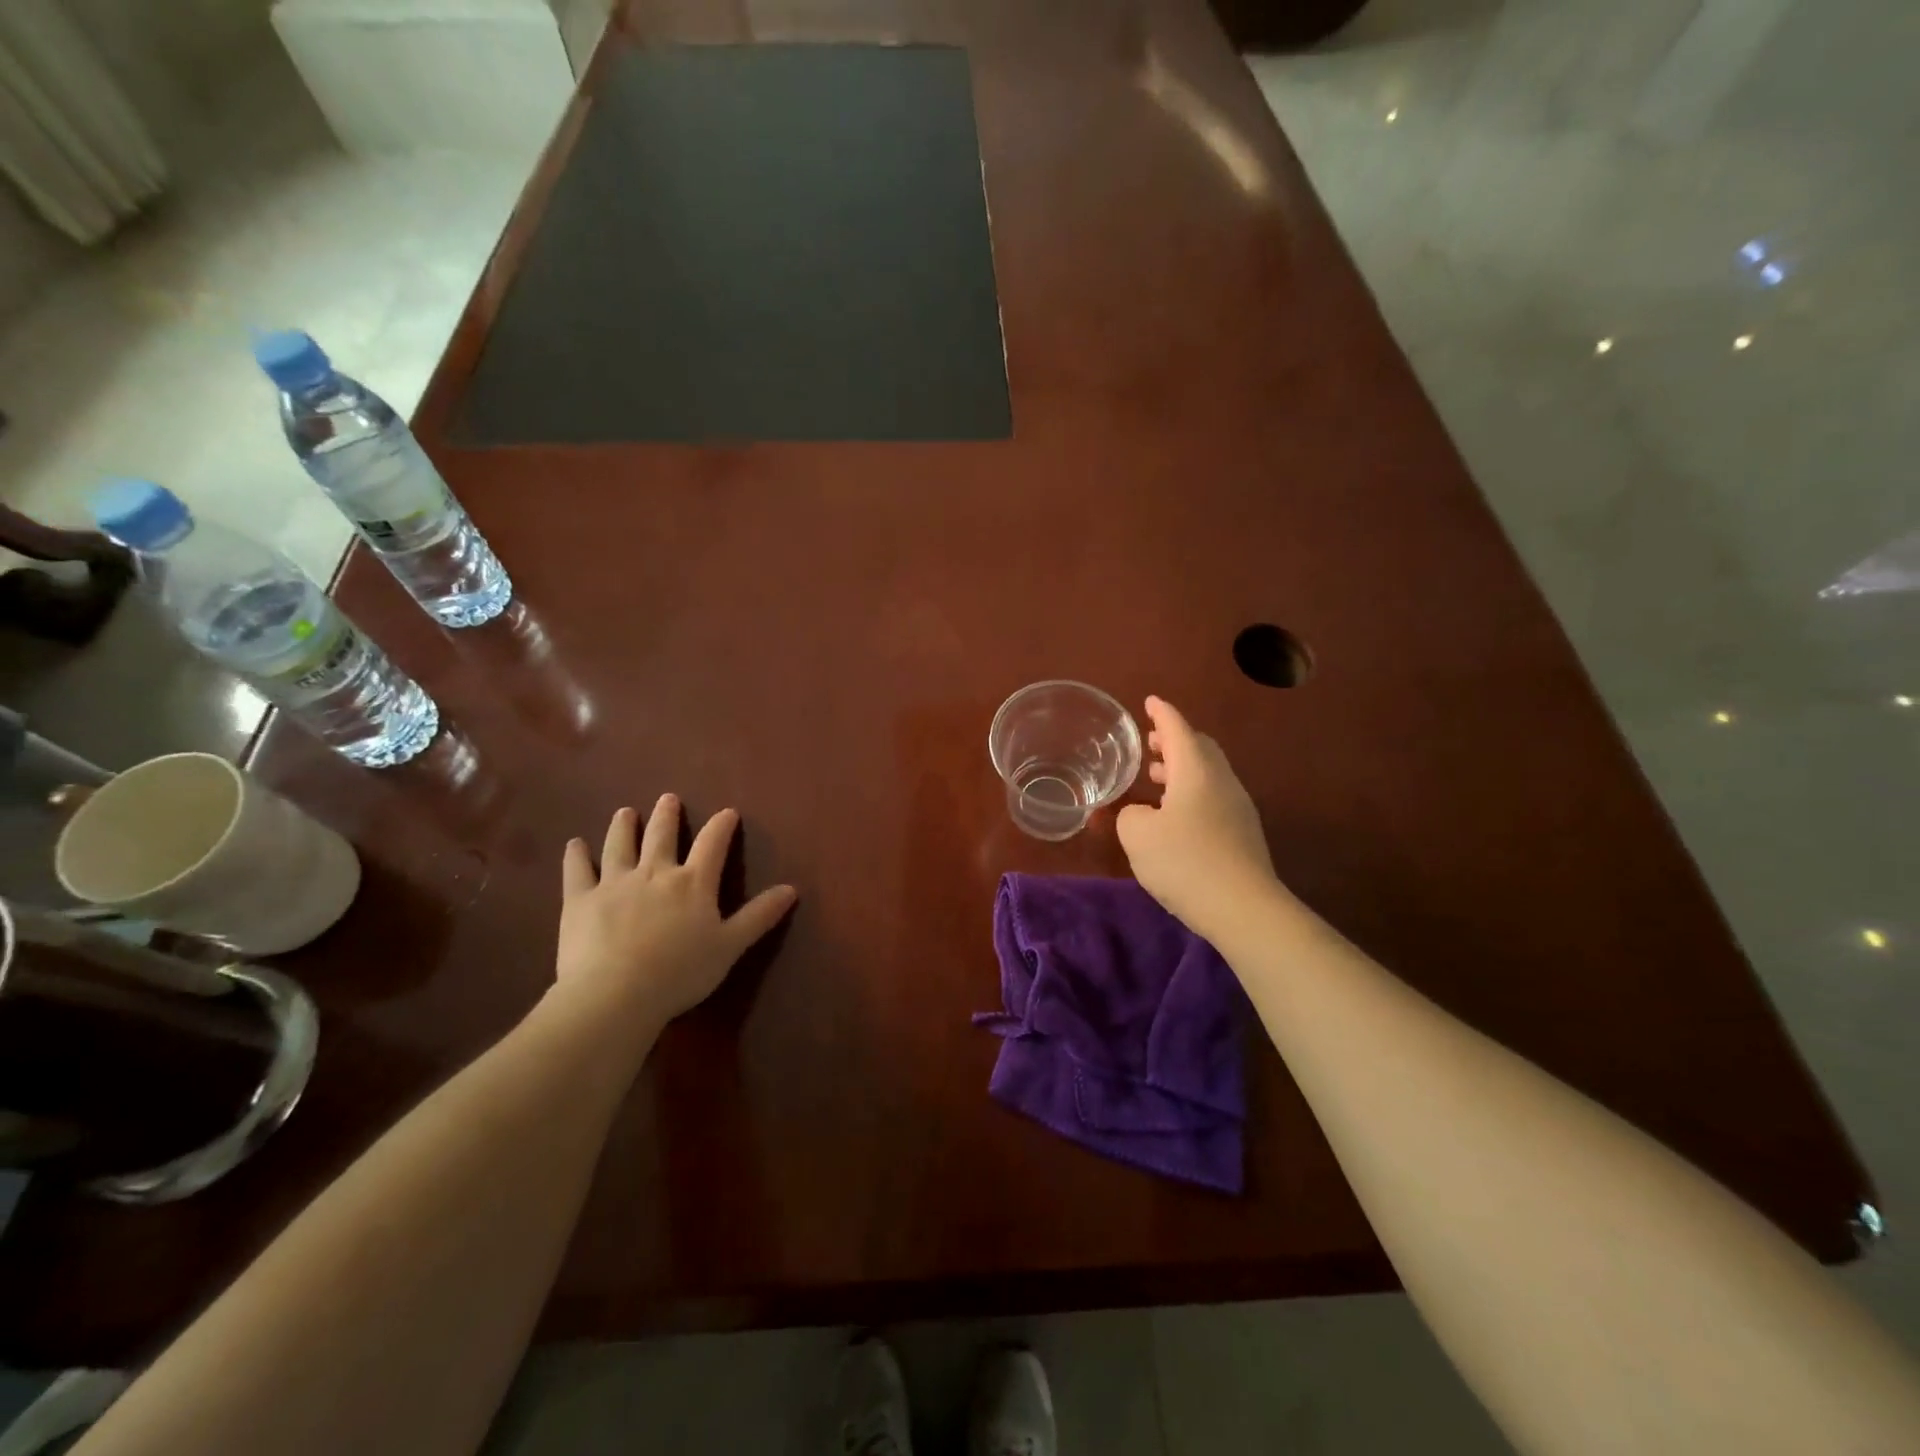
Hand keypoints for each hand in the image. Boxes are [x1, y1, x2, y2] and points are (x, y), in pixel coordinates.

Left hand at [553, 794, 797, 1028]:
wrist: (615, 994)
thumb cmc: (680, 972)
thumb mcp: (729, 946)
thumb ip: (759, 916)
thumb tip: (791, 889)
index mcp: (693, 883)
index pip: (712, 844)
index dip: (721, 826)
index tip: (728, 812)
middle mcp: (655, 873)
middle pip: (662, 836)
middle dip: (667, 815)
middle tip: (668, 798)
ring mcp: (615, 883)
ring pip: (620, 845)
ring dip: (624, 826)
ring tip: (625, 812)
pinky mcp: (581, 900)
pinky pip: (578, 871)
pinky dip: (577, 856)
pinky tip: (575, 845)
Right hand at [1117, 696, 1280, 939]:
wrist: (1243, 908)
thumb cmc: (1185, 861)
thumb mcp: (1138, 835)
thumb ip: (1130, 815)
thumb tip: (1141, 815)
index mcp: (1196, 770)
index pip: (1178, 729)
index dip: (1162, 713)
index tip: (1150, 701)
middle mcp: (1221, 781)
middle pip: (1199, 748)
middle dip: (1174, 741)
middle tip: (1150, 744)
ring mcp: (1237, 808)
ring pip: (1208, 774)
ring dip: (1181, 770)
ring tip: (1155, 778)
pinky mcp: (1243, 834)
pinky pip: (1213, 798)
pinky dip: (1190, 793)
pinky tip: (1174, 816)